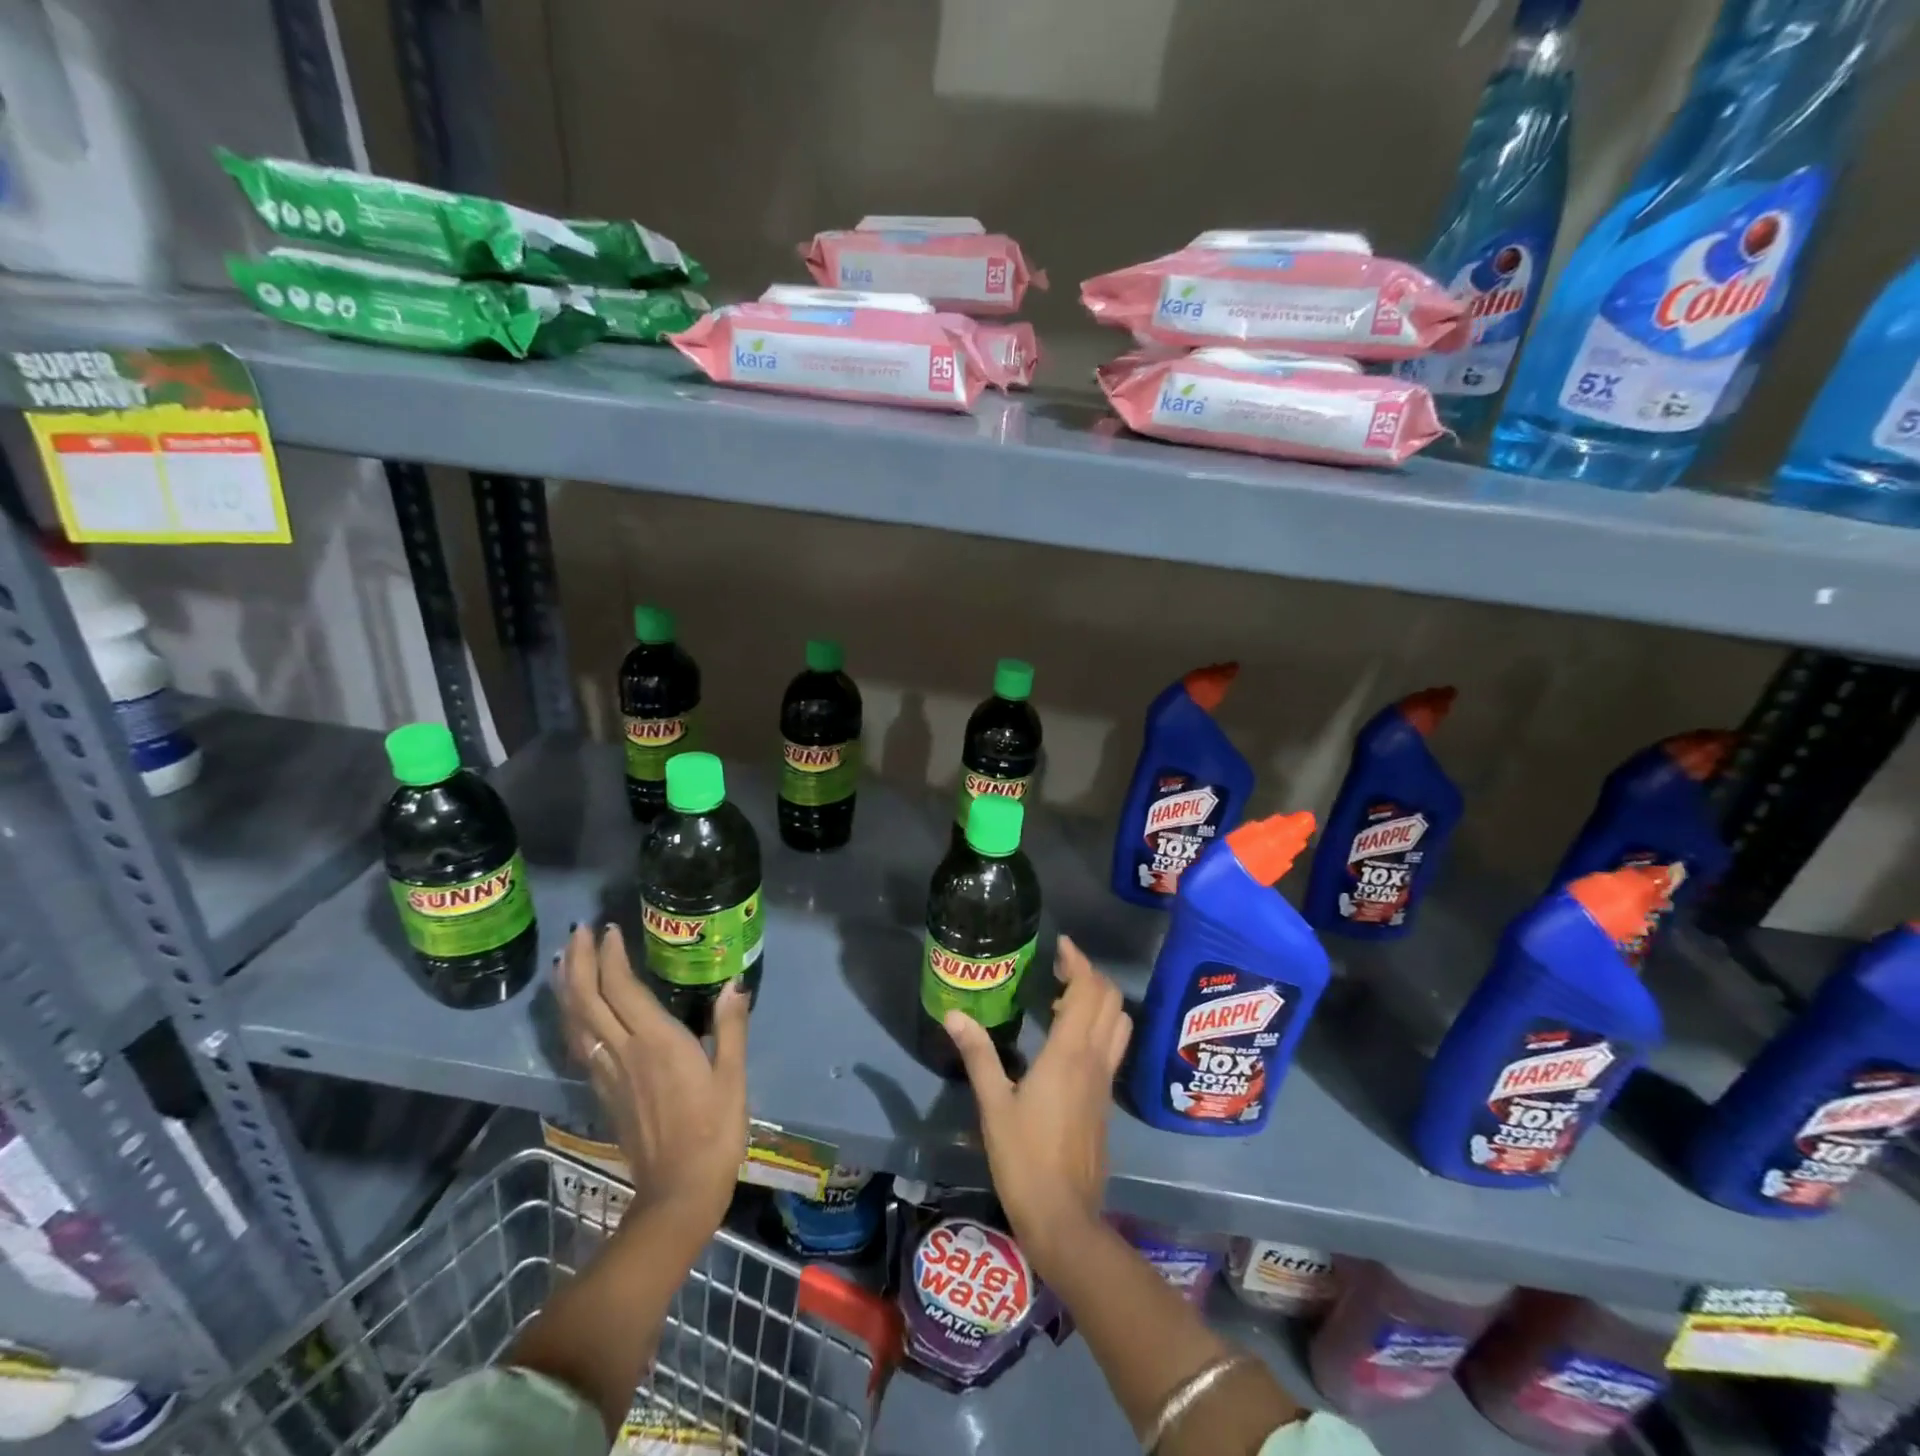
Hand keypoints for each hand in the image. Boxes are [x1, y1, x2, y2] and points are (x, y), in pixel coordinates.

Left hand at [555, 924, 749, 1230]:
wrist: (678, 1192)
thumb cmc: (714, 1130)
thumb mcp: (733, 1077)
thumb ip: (732, 1027)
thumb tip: (733, 983)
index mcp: (656, 1042)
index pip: (622, 988)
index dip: (611, 956)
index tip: (611, 929)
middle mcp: (623, 1052)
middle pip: (587, 1000)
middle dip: (580, 961)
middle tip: (580, 930)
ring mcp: (608, 1074)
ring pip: (575, 1022)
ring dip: (567, 987)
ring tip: (567, 959)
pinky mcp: (603, 1092)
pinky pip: (578, 1045)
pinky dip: (570, 1018)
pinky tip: (574, 1010)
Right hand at [942, 936, 1130, 1278]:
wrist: (1065, 1217)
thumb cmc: (1024, 1158)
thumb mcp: (993, 1104)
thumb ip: (978, 1055)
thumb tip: (954, 1015)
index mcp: (1069, 1054)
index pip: (1087, 990)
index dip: (1078, 962)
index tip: (1060, 945)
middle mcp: (1095, 1059)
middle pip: (1110, 1000)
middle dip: (1090, 975)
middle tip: (1058, 969)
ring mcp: (1105, 1081)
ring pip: (1119, 1023)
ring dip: (1099, 1001)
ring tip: (1063, 1000)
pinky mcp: (1106, 1100)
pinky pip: (1113, 1046)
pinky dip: (1099, 1026)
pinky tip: (1068, 1040)